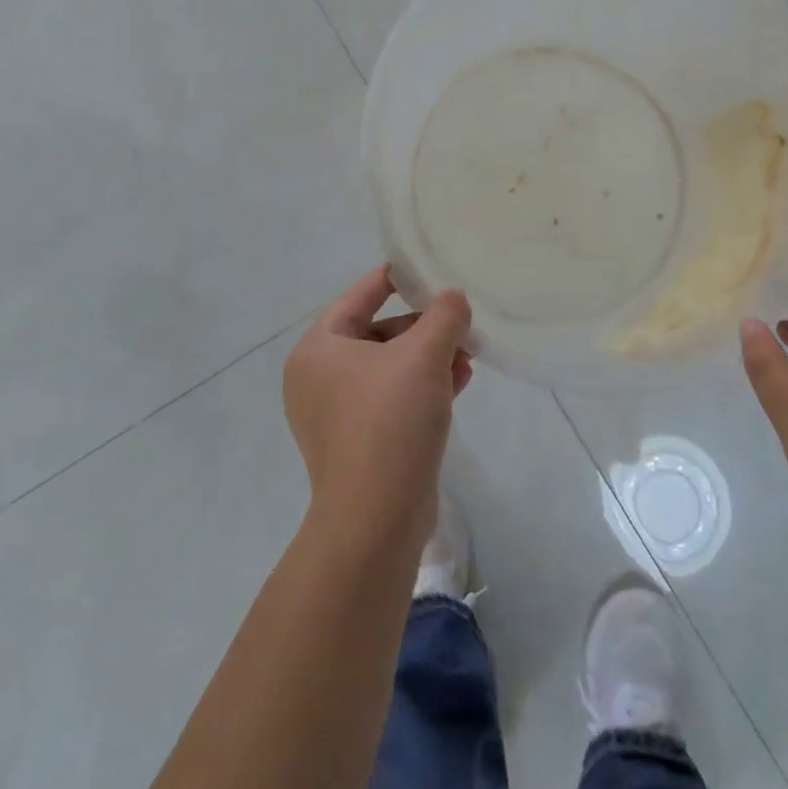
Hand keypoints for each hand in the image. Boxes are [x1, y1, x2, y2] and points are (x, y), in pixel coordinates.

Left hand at [283, 267, 472, 556]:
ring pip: (390, 369)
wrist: (375, 521)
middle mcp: (318, 379)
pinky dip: (423, 387)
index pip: (359, 296)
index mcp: (318, 349)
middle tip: (459, 322)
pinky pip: (392, 400)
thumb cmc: (390, 421)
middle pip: (378, 333)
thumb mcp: (423, 355)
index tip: (425, 267)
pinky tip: (460, 382)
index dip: (394, 277)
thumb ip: (443, 315)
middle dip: (424, 326)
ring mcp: (336, 415)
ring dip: (429, 357)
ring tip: (469, 354)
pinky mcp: (358, 444)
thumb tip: (453, 299)